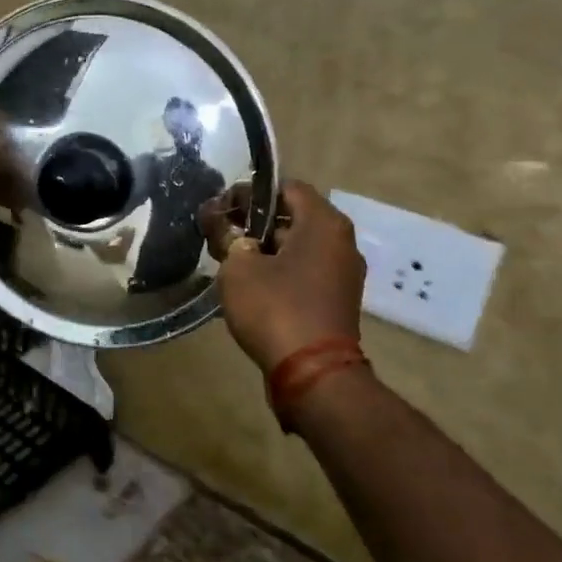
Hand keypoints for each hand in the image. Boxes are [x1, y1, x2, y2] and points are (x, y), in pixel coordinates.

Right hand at [204, 180, 365, 372]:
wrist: (313, 374)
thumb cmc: (275, 308)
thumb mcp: (238, 268)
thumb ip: (226, 237)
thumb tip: (218, 221)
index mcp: (324, 223)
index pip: (286, 188)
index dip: (250, 193)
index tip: (222, 210)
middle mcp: (341, 242)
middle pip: (293, 217)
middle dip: (255, 223)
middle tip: (221, 235)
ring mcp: (343, 274)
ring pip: (298, 247)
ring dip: (265, 250)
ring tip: (229, 262)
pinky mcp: (337, 301)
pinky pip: (305, 272)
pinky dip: (280, 272)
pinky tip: (250, 287)